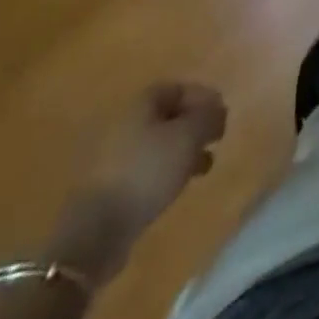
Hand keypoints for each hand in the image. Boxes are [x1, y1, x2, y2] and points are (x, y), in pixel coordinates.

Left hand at [47, 82, 226, 285]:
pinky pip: (146, 169)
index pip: (177, 88)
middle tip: (215, 139)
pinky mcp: (110, 188)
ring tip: (204, 167)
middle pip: (167, 116)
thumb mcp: (188, 137)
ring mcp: (114, 157)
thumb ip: (208, 117)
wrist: (96, 230)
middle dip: (194, 125)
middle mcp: (125, 124)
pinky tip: (177, 186)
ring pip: (158, 144)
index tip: (222, 113)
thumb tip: (217, 109)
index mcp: (140, 104)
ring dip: (183, 151)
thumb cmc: (147, 171)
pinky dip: (166, 172)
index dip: (202, 97)